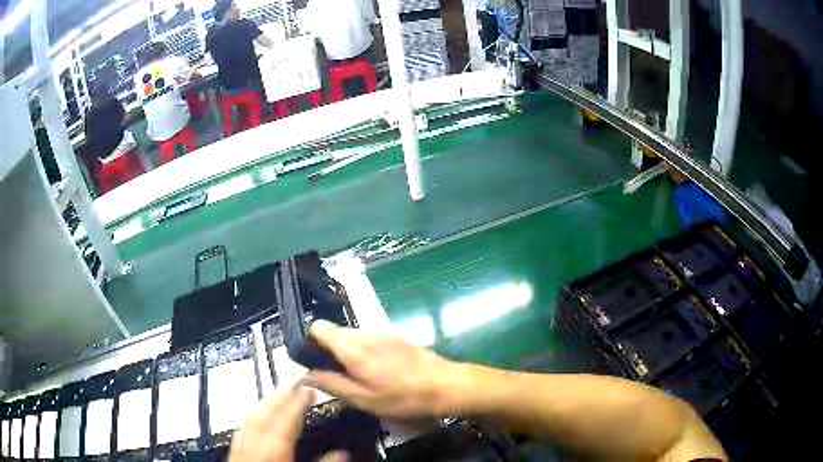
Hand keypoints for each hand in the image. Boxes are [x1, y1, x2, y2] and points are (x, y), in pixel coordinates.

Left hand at [230, 385, 349, 461]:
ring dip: (265, 403)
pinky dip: (253, 418)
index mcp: (272, 452)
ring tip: (280, 394)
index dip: (297, 402)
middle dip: (279, 395)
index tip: (310, 386)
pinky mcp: (234, 455)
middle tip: (295, 381)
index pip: (285, 420)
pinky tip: (258, 418)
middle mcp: (252, 445)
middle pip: (263, 414)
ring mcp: (239, 449)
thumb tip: (344, 452)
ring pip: (250, 419)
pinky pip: (242, 429)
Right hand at [306, 320, 464, 418]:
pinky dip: (365, 353)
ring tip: (360, 378)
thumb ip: (332, 384)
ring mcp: (382, 332)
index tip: (313, 362)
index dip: (311, 342)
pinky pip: (369, 340)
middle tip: (338, 377)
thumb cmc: (401, 396)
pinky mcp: (395, 337)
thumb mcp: (363, 399)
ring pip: (352, 337)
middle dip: (330, 352)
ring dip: (348, 354)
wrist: (444, 385)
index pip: (318, 327)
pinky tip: (379, 373)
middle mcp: (364, 333)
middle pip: (335, 333)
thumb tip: (307, 374)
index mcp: (351, 346)